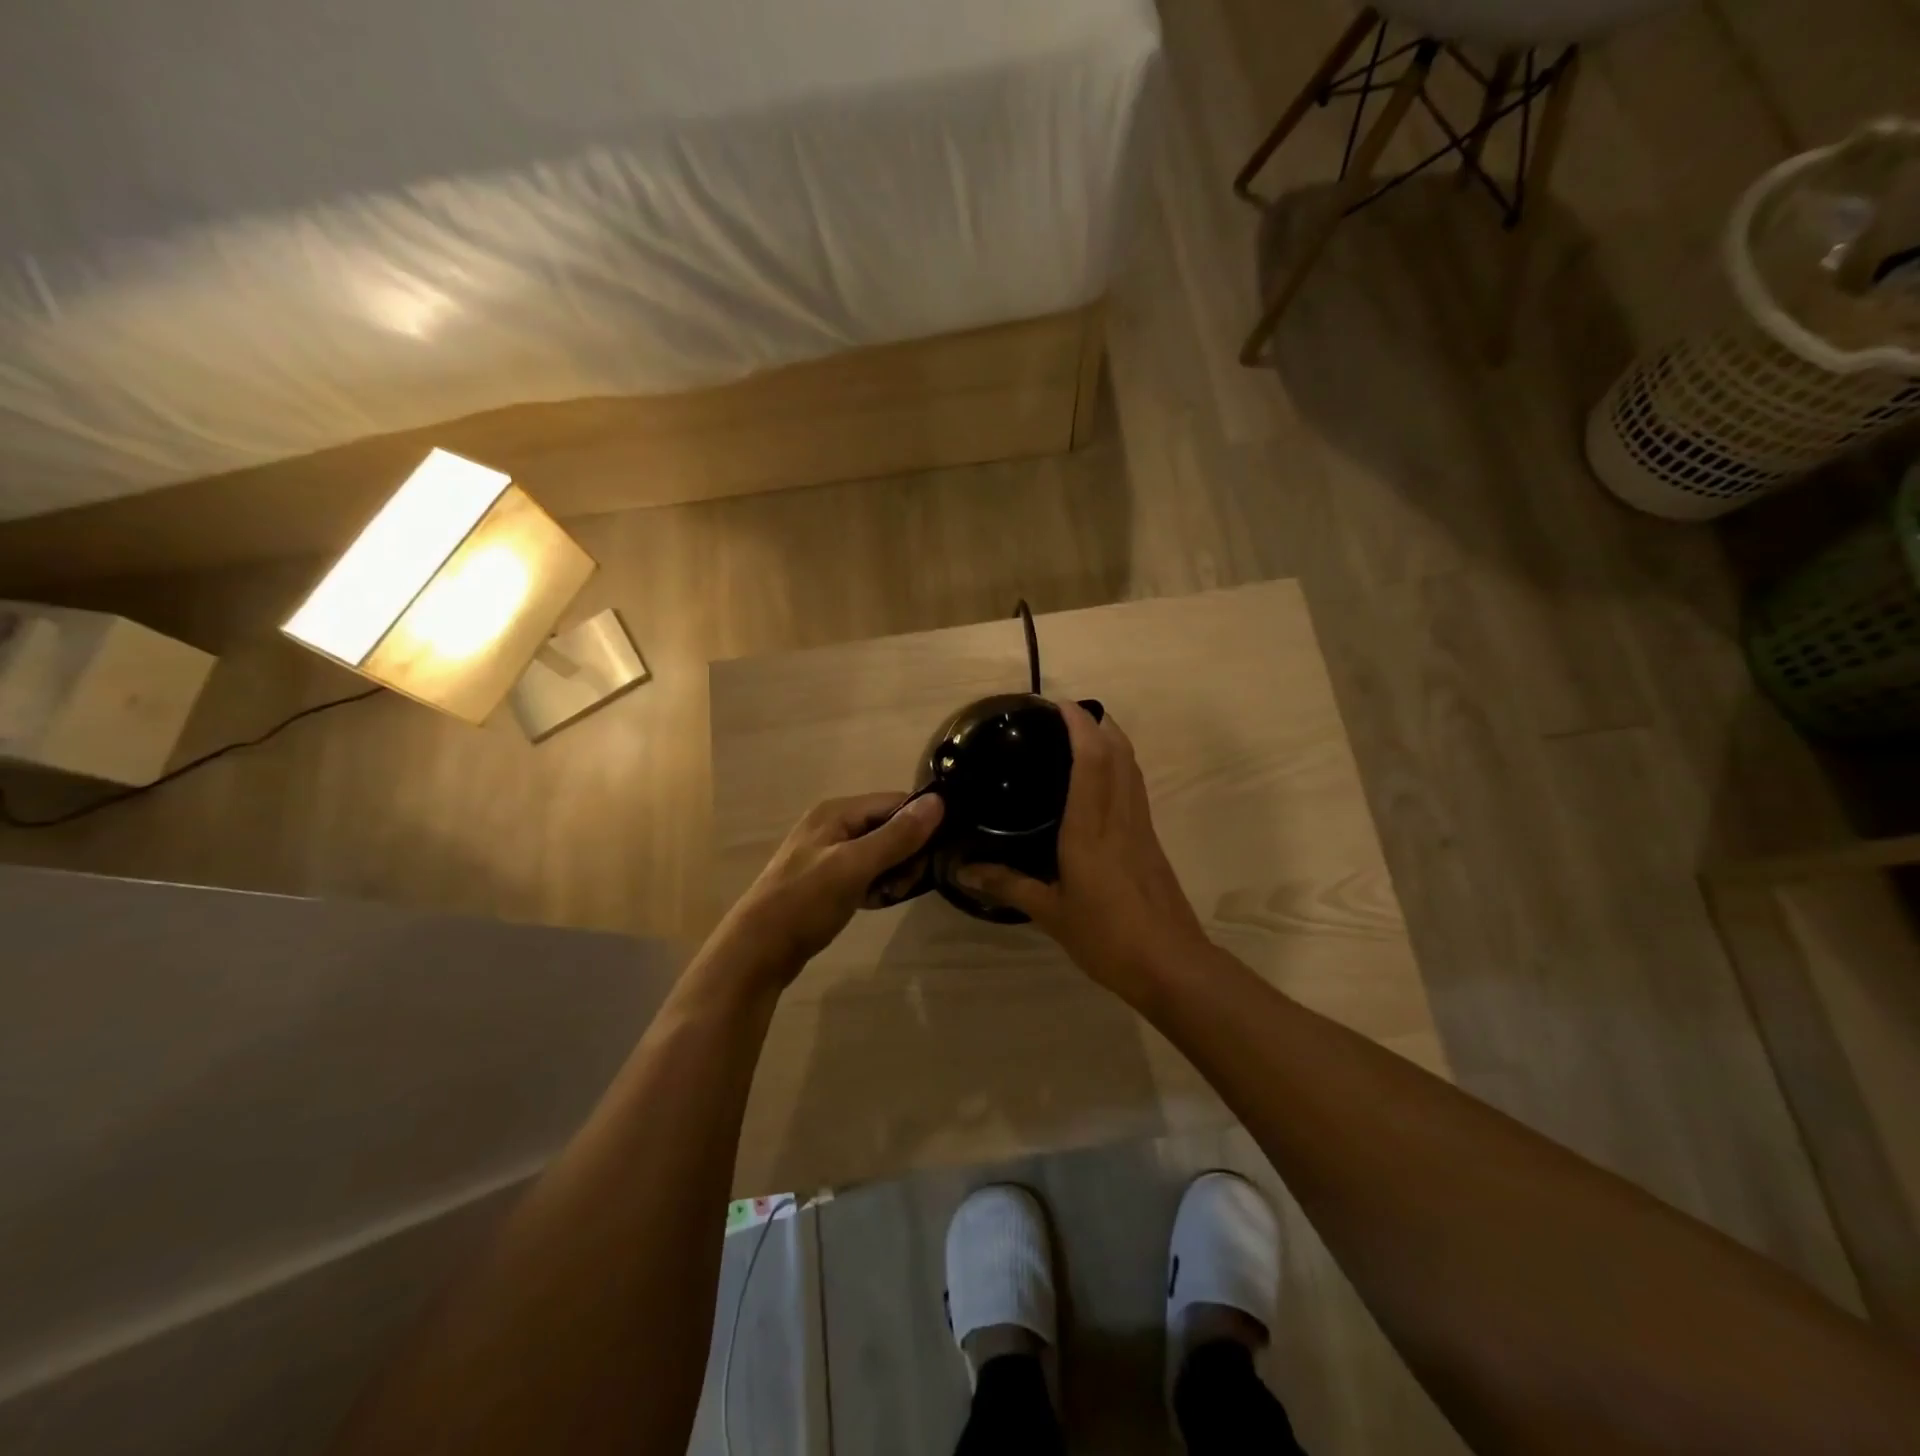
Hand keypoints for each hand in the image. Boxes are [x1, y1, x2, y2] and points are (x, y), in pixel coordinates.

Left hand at [714, 791, 944, 986]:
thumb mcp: (854, 866)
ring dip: (893, 872)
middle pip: (888, 826)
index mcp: (836, 811)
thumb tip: (939, 802)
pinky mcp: (826, 880)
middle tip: (906, 883)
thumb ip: (896, 836)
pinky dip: (876, 885)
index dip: (919, 824)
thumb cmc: (805, 902)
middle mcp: (832, 824)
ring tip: (891, 895)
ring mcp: (828, 853)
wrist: (757, 951)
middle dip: (906, 853)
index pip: (895, 802)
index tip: (935, 855)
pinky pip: (864, 872)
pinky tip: (876, 903)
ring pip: (879, 852)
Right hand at [955, 701, 1209, 1004]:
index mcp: (1091, 829)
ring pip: (1132, 767)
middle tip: (1066, 714)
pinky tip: (1101, 780)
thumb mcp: (1051, 913)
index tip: (1058, 704)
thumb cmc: (1107, 937)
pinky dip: (1119, 767)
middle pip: (1119, 752)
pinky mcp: (1152, 840)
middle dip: (1098, 722)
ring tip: (1083, 734)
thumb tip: (962, 870)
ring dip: (1112, 740)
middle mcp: (1120, 817)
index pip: (1091, 761)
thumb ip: (1008, 885)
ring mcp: (1141, 827)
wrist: (1171, 964)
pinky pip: (1135, 788)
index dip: (1079, 725)